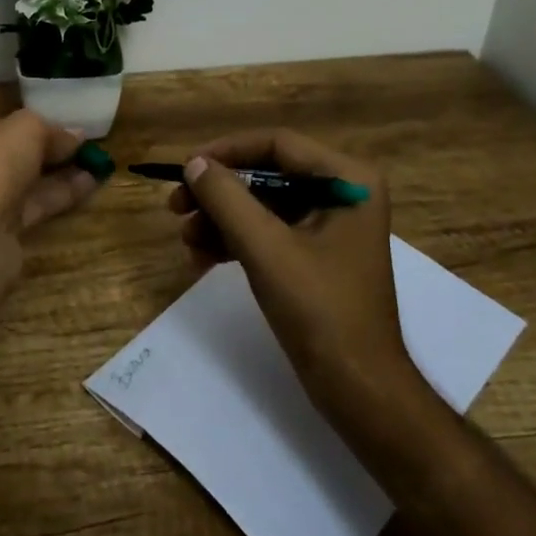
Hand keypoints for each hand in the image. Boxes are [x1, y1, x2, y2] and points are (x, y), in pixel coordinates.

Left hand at [0, 110, 102, 261]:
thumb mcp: (26, 129)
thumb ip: (51, 129)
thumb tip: (76, 135)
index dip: (27, 120)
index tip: (59, 121)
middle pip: (8, 151)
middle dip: (46, 148)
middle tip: (82, 142)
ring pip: (22, 180)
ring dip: (58, 171)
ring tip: (98, 162)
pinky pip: (31, 205)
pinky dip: (58, 194)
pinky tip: (91, 184)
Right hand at [171, 129, 436, 420]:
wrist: (360, 390)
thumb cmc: (320, 310)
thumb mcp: (266, 249)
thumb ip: (227, 199)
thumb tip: (194, 164)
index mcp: (347, 179)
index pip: (277, 145)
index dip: (226, 152)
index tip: (185, 169)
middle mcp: (343, 192)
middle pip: (267, 174)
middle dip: (219, 193)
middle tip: (175, 208)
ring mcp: (330, 225)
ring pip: (262, 204)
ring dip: (221, 219)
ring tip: (186, 241)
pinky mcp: (317, 254)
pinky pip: (269, 231)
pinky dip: (236, 241)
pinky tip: (202, 259)